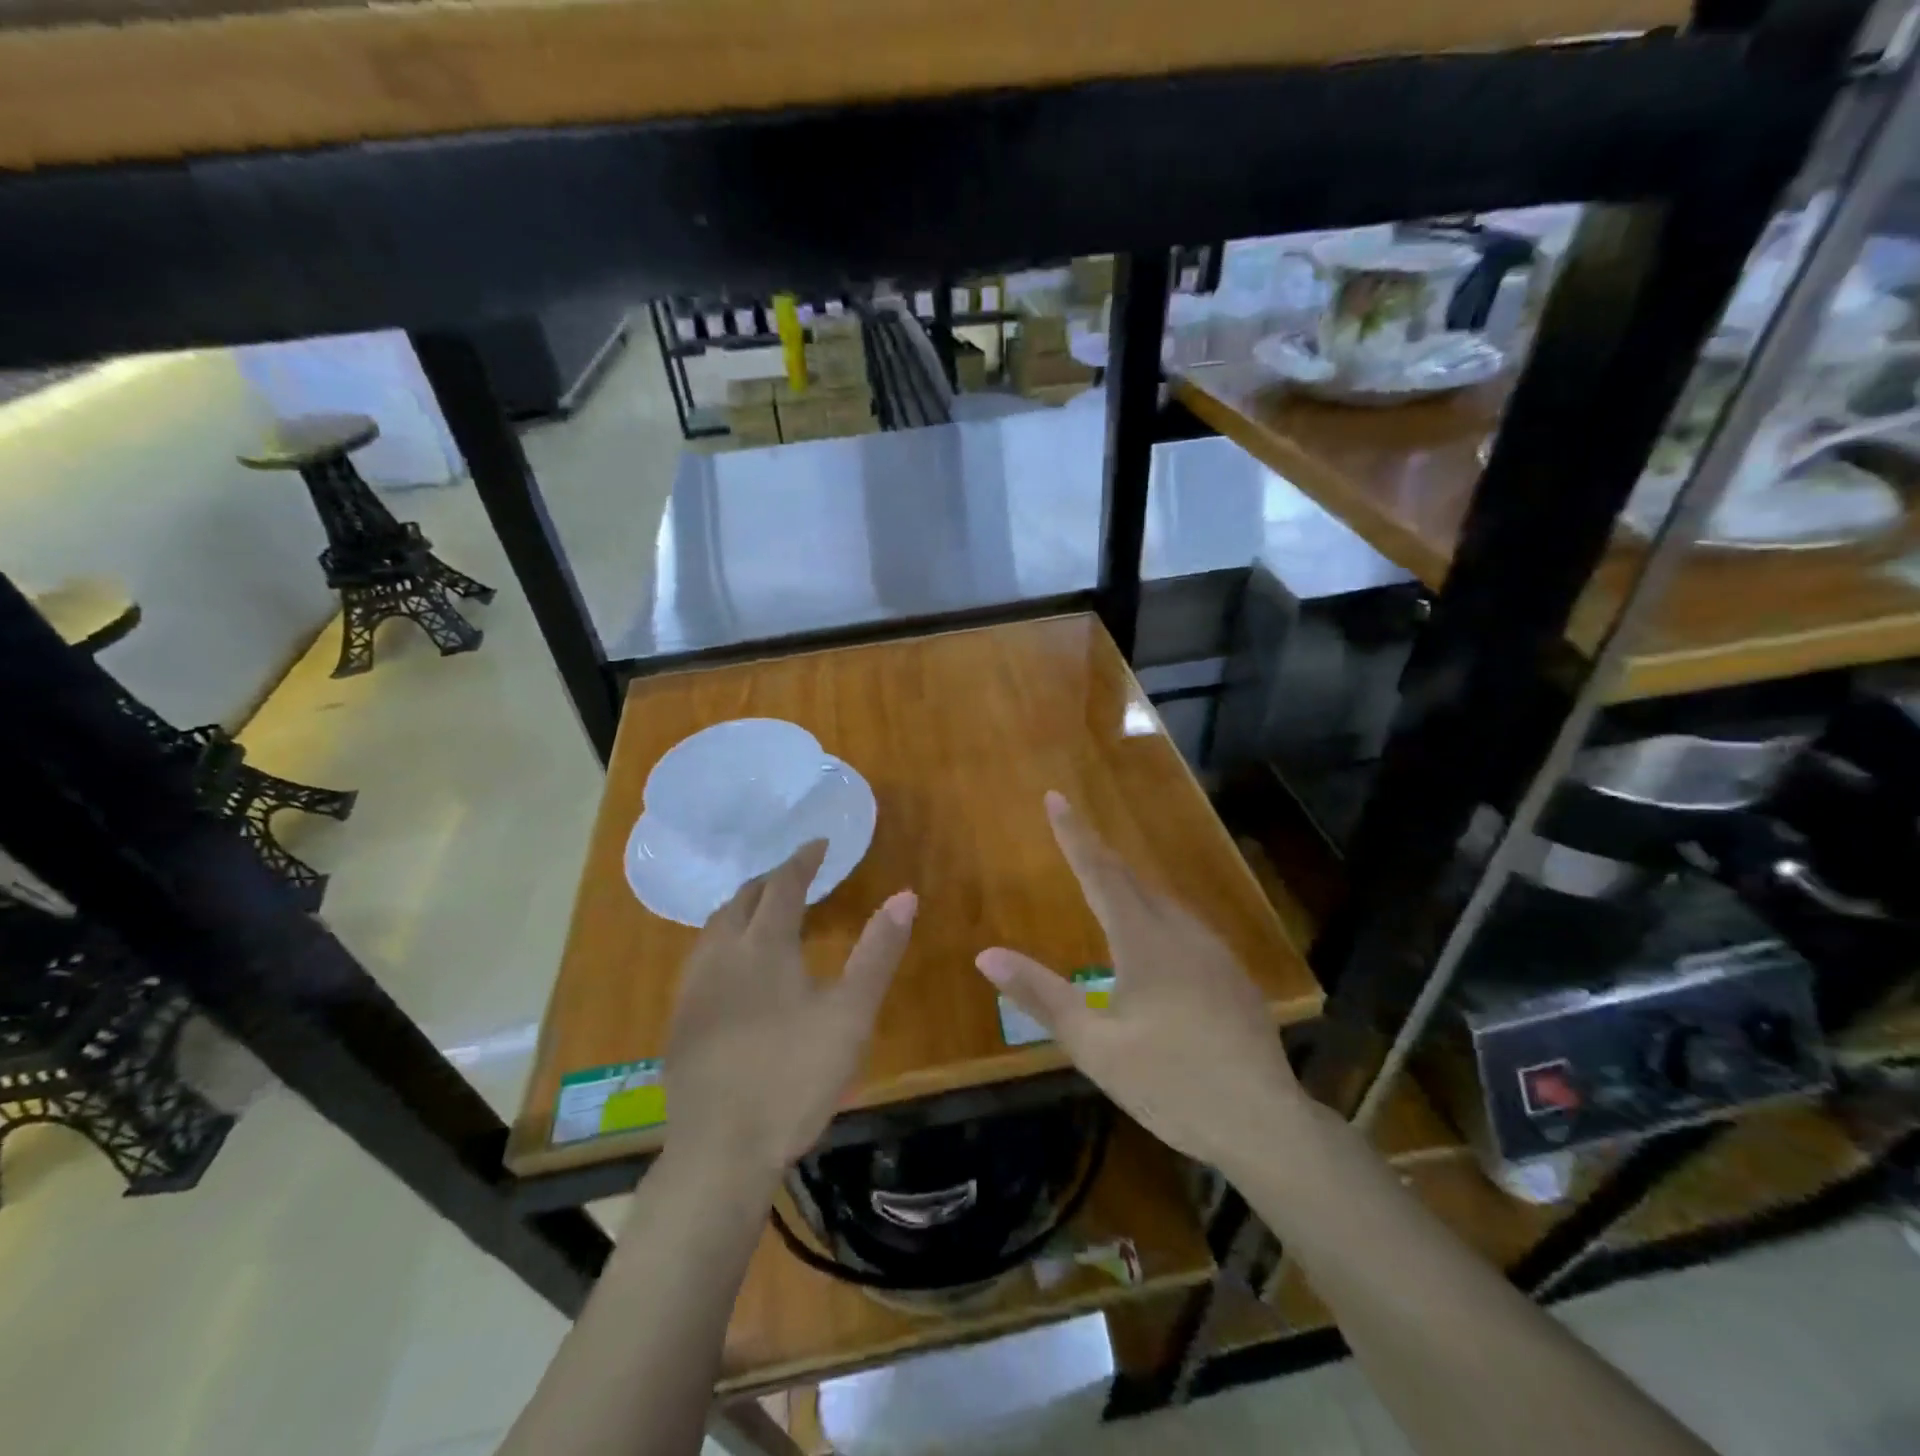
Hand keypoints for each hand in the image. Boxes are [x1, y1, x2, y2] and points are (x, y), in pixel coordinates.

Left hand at [665, 841, 915, 1176]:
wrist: (720, 1151)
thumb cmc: (794, 1077)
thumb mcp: (851, 1014)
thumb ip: (878, 952)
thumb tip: (905, 896)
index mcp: (764, 945)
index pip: (783, 884)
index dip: (803, 859)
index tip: (819, 843)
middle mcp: (722, 954)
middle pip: (743, 898)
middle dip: (771, 878)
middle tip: (797, 874)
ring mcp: (694, 988)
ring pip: (715, 926)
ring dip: (742, 907)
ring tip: (764, 911)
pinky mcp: (680, 1021)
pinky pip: (701, 957)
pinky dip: (724, 939)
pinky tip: (734, 968)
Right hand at [975, 793, 1302, 1172]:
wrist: (1265, 1123)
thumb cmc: (1171, 1084)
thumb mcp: (1095, 1047)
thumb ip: (1041, 996)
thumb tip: (986, 955)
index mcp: (1145, 941)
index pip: (1101, 872)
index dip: (1075, 834)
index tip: (1055, 797)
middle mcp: (1182, 932)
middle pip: (1133, 881)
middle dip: (1099, 856)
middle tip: (1072, 835)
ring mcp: (1214, 952)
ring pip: (1162, 903)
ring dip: (1129, 887)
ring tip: (1104, 885)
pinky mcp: (1233, 975)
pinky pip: (1184, 927)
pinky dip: (1155, 917)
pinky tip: (1153, 943)